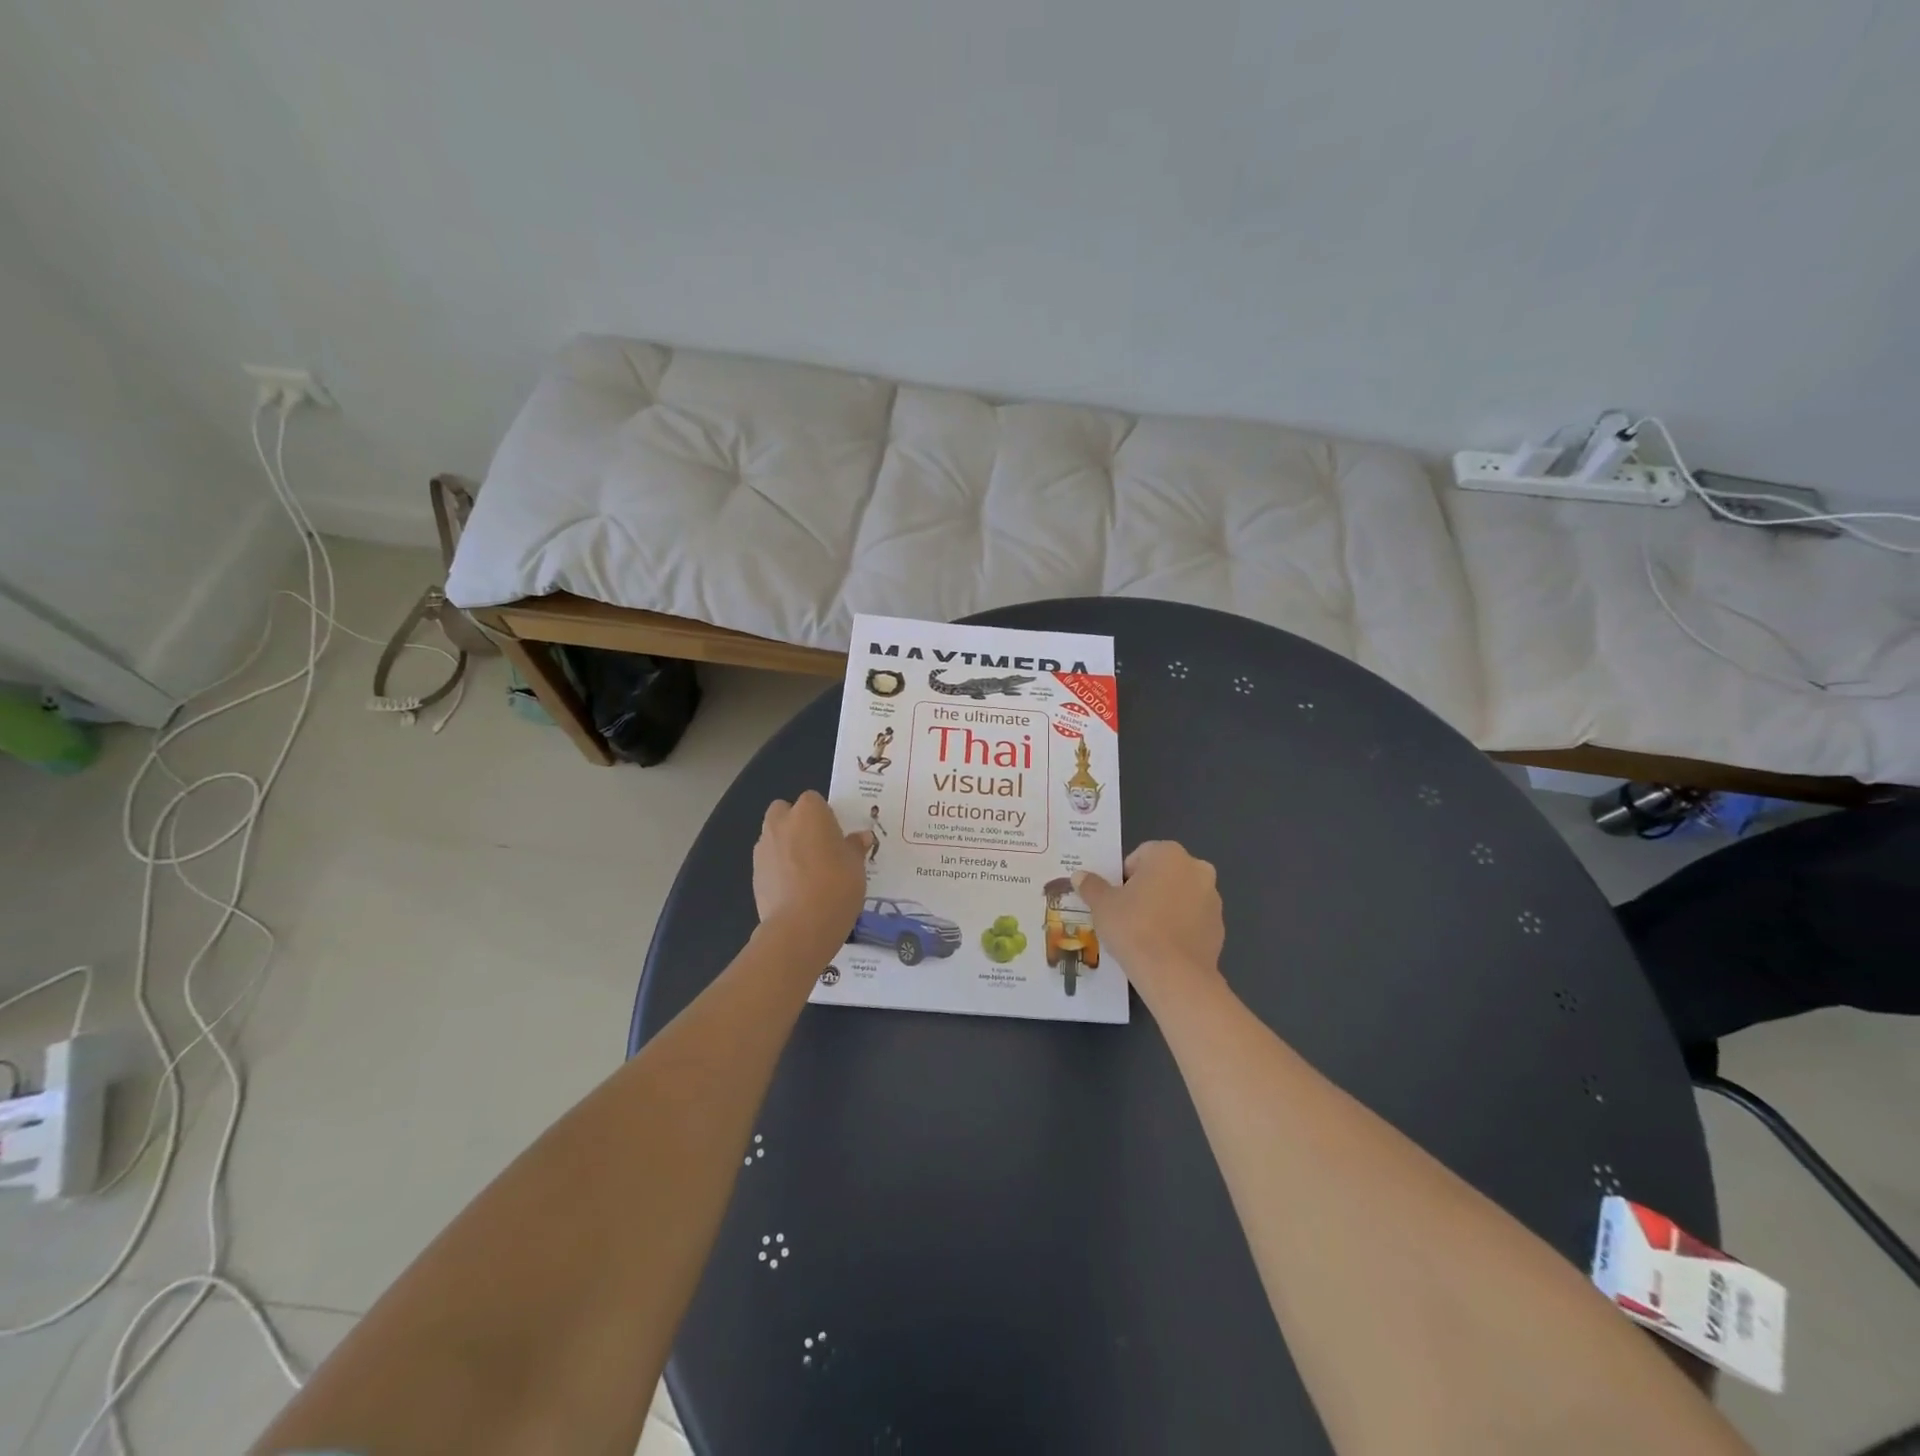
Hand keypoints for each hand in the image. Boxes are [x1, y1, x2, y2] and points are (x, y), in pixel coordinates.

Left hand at [753, 792, 870, 964]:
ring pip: (774, 836)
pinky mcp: (754, 873)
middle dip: (797, 824)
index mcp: (809, 812)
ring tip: (806, 872)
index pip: (814, 800)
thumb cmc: (836, 885)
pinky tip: (794, 890)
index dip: (824, 816)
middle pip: (785, 812)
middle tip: (817, 848)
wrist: (800, 926)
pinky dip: (778, 869)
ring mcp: (763, 847)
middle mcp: (781, 822)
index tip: (835, 836)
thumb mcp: (856, 865)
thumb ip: (855, 847)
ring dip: (786, 846)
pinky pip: (769, 862)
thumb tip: (861, 837)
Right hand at [1074, 842, 1223, 1004]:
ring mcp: (1213, 899)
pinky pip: (1192, 920)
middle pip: (1163, 874)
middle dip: (1147, 889)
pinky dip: (1179, 928)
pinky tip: (1163, 948)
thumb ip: (1091, 886)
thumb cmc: (1134, 927)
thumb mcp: (1102, 905)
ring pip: (1180, 897)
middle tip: (1127, 914)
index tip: (1115, 899)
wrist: (1174, 975)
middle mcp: (1197, 869)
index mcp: (1169, 854)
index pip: (1140, 856)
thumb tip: (1079, 875)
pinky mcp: (1219, 928)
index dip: (1123, 877)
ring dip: (1165, 908)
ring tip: (1144, 934)